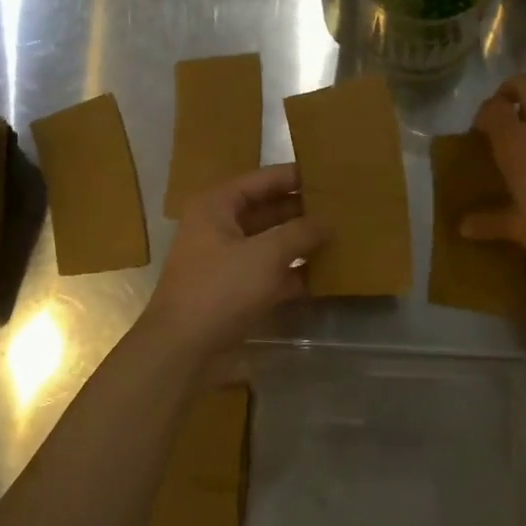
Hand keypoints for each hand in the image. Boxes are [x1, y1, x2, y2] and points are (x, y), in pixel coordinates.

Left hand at [141, 165, 328, 356]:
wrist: (181, 349)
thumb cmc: (220, 290)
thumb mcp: (266, 255)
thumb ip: (301, 233)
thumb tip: (328, 222)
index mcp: (218, 205)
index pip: (264, 179)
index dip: (297, 177)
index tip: (332, 176)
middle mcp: (219, 226)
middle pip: (268, 210)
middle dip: (303, 211)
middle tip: (343, 209)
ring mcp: (226, 259)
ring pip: (270, 242)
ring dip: (300, 242)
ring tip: (341, 237)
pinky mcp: (233, 289)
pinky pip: (268, 271)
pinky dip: (292, 271)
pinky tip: (325, 274)